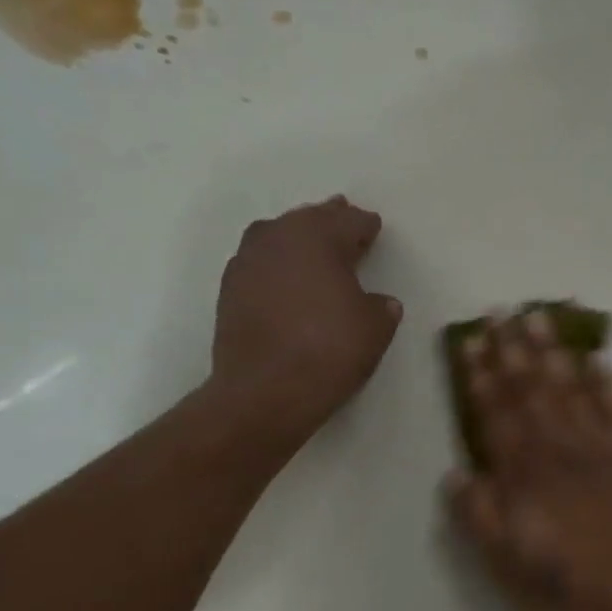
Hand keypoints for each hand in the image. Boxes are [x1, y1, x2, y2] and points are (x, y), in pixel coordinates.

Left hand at [210, 196, 402, 449]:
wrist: (264, 390)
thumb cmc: (328, 351)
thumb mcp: (374, 330)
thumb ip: (381, 308)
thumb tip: (378, 302)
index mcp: (319, 237)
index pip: (349, 222)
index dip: (365, 225)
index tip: (373, 227)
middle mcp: (279, 238)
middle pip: (309, 220)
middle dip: (329, 221)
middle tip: (344, 221)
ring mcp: (248, 261)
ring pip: (278, 235)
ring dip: (297, 238)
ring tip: (312, 248)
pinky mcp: (229, 288)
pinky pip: (259, 261)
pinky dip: (276, 264)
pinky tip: (285, 278)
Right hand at [444, 311, 611, 610]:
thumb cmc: (570, 593)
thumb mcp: (508, 569)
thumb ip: (479, 518)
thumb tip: (456, 473)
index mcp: (525, 477)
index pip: (497, 415)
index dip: (482, 377)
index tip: (471, 343)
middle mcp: (561, 451)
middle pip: (532, 391)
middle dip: (512, 350)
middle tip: (501, 312)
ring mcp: (602, 450)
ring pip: (572, 388)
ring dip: (554, 351)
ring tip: (541, 317)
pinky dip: (607, 382)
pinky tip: (598, 359)